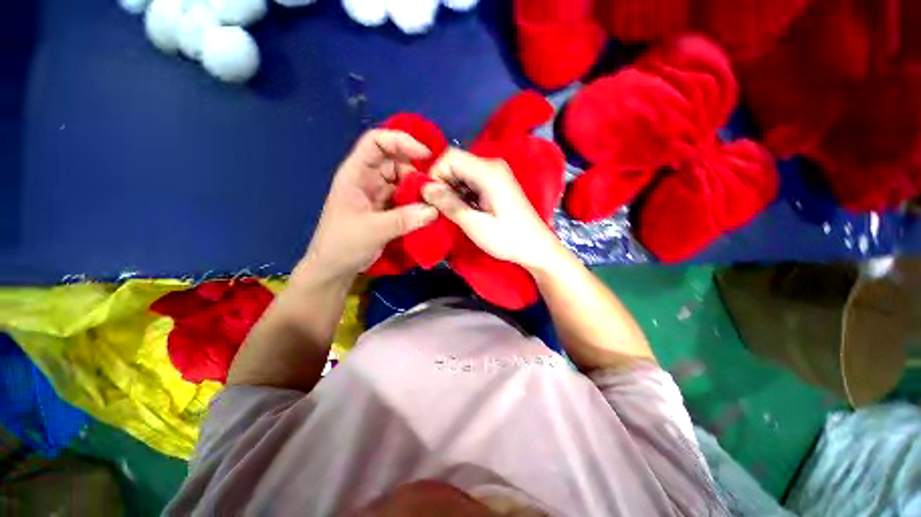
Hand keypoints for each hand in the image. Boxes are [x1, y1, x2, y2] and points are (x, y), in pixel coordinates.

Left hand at [301, 129, 438, 282]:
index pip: (376, 142)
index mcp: (356, 174)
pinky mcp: (385, 209)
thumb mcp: (372, 230)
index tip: (426, 155)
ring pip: (403, 181)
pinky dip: (417, 203)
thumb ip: (404, 220)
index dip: (400, 141)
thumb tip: (434, 210)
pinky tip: (428, 211)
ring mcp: (377, 194)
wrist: (334, 268)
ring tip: (434, 201)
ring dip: (418, 189)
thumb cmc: (343, 244)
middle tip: (435, 187)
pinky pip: (405, 199)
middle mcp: (367, 179)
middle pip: (395, 161)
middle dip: (416, 170)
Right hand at [422, 148, 564, 272]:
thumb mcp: (475, 225)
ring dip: (451, 191)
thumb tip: (425, 188)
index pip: (450, 156)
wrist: (536, 247)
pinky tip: (464, 211)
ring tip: (452, 213)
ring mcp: (495, 174)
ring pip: (461, 173)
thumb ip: (449, 204)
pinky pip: (470, 182)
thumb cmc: (508, 239)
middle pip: (455, 163)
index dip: (435, 174)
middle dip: (442, 184)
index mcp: (488, 171)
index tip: (431, 199)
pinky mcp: (495, 184)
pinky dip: (461, 194)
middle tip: (440, 209)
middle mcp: (491, 165)